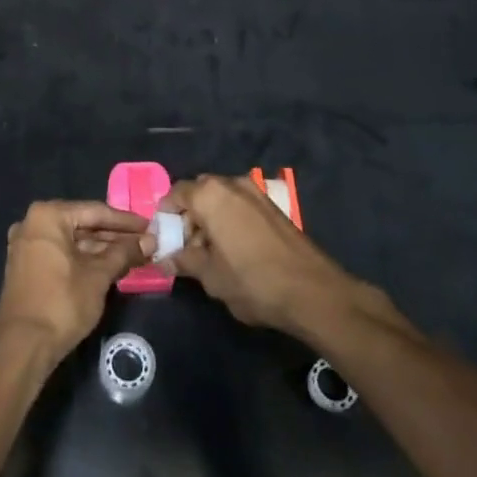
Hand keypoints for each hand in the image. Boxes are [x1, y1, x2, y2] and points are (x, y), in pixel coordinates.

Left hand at [0, 201, 153, 361]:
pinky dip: (84, 259)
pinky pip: (61, 253)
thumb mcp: (98, 276)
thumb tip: (150, 241)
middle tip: (145, 243)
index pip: (95, 211)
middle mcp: (32, 223)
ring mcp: (27, 245)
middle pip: (83, 224)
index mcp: (48, 216)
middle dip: (115, 236)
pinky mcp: (26, 265)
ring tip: (133, 256)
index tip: (150, 226)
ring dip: (101, 249)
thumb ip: (124, 253)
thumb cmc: (62, 303)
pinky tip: (109, 267)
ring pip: (72, 241)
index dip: (126, 221)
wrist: (22, 346)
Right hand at [162, 174, 383, 340]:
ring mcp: (255, 193)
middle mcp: (231, 184)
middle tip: (185, 248)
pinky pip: (239, 206)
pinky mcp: (273, 207)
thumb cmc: (252, 281)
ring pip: (220, 199)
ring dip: (209, 220)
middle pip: (198, 193)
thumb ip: (184, 261)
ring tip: (209, 254)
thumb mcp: (210, 276)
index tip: (162, 239)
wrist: (313, 292)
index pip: (175, 193)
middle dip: (188, 217)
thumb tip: (162, 259)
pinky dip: (229, 221)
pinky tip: (232, 251)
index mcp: (210, 195)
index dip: (165, 216)